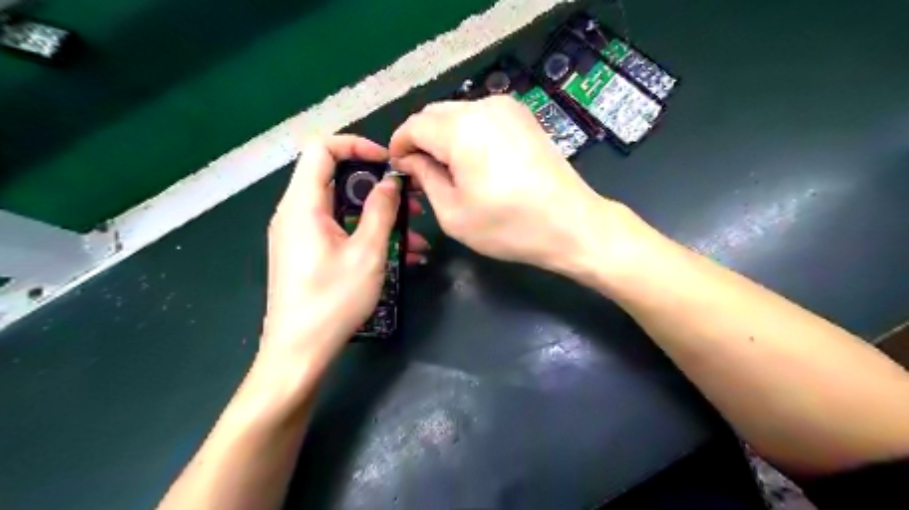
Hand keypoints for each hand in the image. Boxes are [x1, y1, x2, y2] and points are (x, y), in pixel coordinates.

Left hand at [262, 136, 429, 366]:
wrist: (299, 352)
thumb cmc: (333, 300)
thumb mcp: (367, 253)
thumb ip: (381, 211)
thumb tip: (390, 181)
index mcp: (303, 205)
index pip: (322, 148)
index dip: (356, 145)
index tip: (388, 162)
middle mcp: (296, 213)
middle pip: (336, 178)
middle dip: (378, 186)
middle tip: (411, 200)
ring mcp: (301, 235)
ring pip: (343, 208)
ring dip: (380, 216)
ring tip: (416, 235)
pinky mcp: (309, 253)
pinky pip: (340, 231)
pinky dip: (368, 235)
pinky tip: (402, 255)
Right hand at [391, 93, 609, 270]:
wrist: (571, 224)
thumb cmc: (509, 226)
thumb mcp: (453, 213)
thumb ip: (424, 177)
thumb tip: (410, 159)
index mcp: (461, 129)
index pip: (413, 125)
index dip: (399, 145)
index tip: (398, 169)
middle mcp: (483, 107)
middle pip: (434, 114)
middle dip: (421, 141)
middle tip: (422, 173)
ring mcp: (508, 108)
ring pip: (458, 114)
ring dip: (444, 137)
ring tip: (449, 171)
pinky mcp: (524, 117)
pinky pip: (481, 118)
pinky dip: (468, 135)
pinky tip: (475, 162)